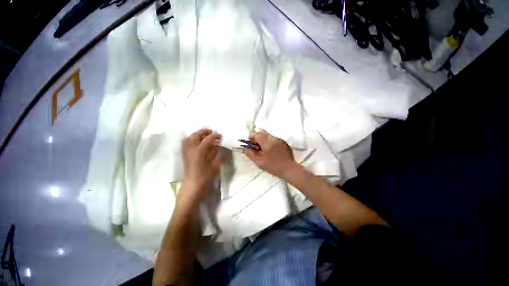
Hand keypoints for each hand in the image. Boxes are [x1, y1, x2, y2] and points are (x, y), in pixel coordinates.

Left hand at [181, 129, 221, 200]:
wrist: (192, 187)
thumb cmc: (205, 177)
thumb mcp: (215, 166)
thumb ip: (217, 154)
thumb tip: (219, 146)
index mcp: (199, 151)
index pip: (208, 139)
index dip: (215, 136)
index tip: (221, 136)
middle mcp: (190, 149)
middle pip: (196, 135)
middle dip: (204, 131)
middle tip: (212, 132)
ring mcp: (186, 152)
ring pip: (189, 138)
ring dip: (197, 134)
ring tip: (204, 135)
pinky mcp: (184, 155)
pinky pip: (185, 143)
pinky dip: (191, 139)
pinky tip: (196, 142)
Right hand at [242, 131, 296, 178]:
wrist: (289, 169)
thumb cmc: (273, 166)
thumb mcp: (259, 162)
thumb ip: (250, 154)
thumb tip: (244, 149)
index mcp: (267, 142)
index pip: (256, 134)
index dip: (251, 138)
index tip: (250, 145)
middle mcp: (273, 138)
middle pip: (262, 133)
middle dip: (257, 139)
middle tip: (256, 148)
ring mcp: (279, 139)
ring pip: (268, 136)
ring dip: (263, 140)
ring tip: (263, 149)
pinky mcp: (283, 142)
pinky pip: (274, 139)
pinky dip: (269, 142)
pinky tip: (270, 150)